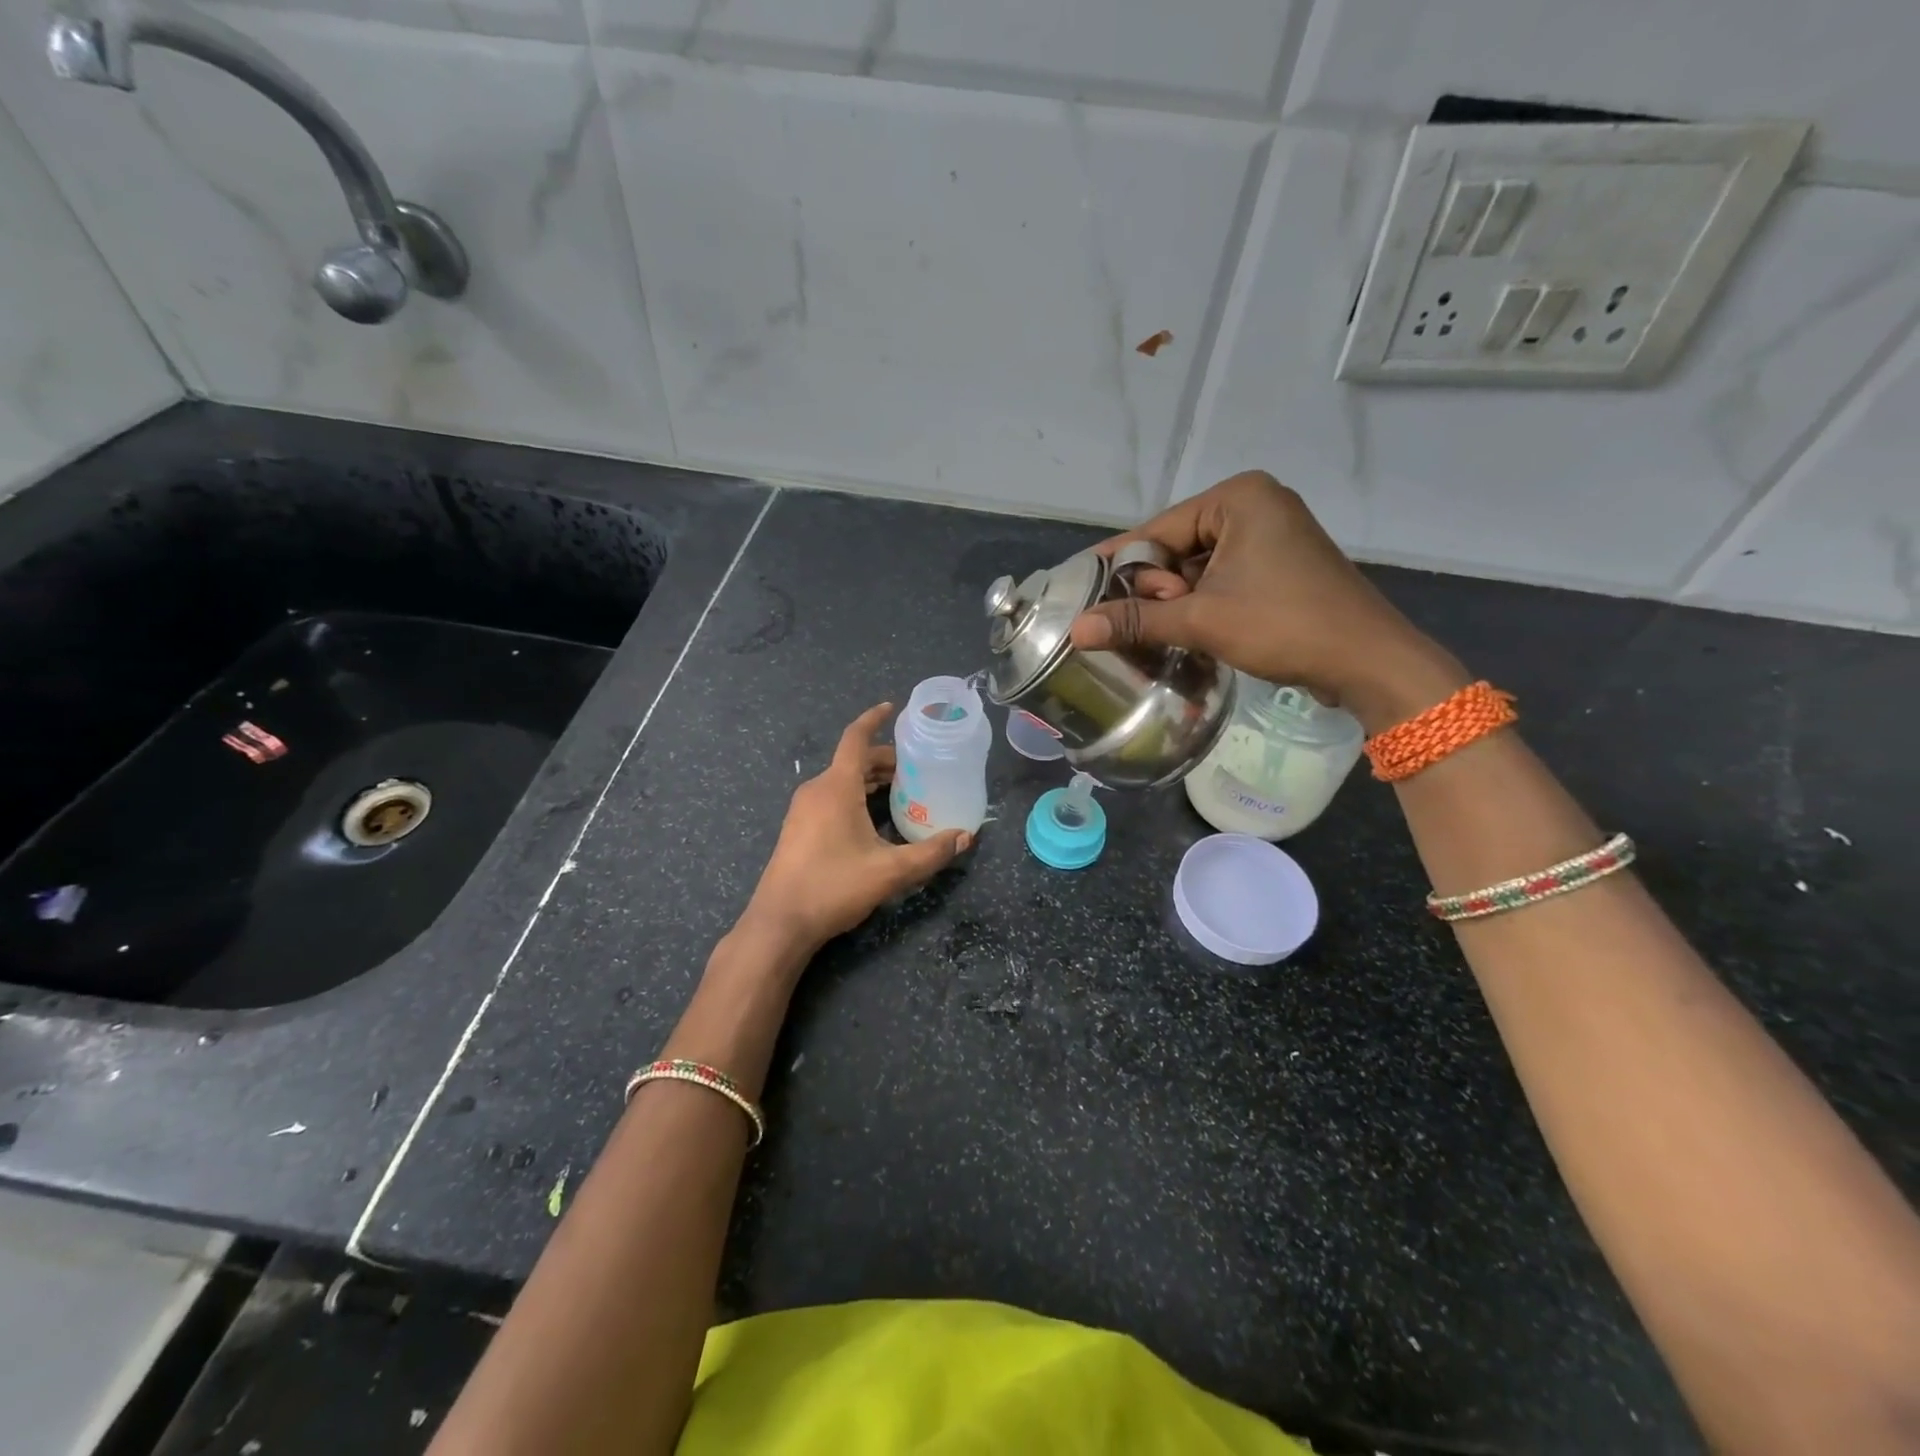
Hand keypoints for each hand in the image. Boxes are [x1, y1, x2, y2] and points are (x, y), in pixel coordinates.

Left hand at [742, 704, 970, 952]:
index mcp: (836, 786)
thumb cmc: (834, 886)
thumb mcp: (891, 871)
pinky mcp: (796, 829)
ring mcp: (802, 810)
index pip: (856, 738)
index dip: (874, 719)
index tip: (892, 708)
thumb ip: (931, 853)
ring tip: (900, 792)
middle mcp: (816, 790)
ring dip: (869, 780)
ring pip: (841, 781)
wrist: (780, 923)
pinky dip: (854, 796)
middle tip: (916, 770)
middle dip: (884, 760)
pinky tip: (872, 820)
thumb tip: (965, 837)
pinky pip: (830, 798)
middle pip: (853, 761)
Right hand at [1067, 471, 1469, 732]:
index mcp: (1237, 498)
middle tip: (1135, 622)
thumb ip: (1136, 620)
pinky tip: (1183, 629)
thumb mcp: (1201, 620)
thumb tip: (1076, 629)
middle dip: (1153, 586)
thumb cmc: (1284, 624)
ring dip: (1174, 600)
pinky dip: (1200, 603)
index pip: (1157, 529)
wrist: (1368, 661)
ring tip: (1156, 631)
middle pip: (1177, 547)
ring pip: (1198, 567)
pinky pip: (1222, 578)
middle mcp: (1255, 506)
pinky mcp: (1280, 566)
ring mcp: (1271, 536)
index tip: (1080, 588)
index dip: (1119, 564)